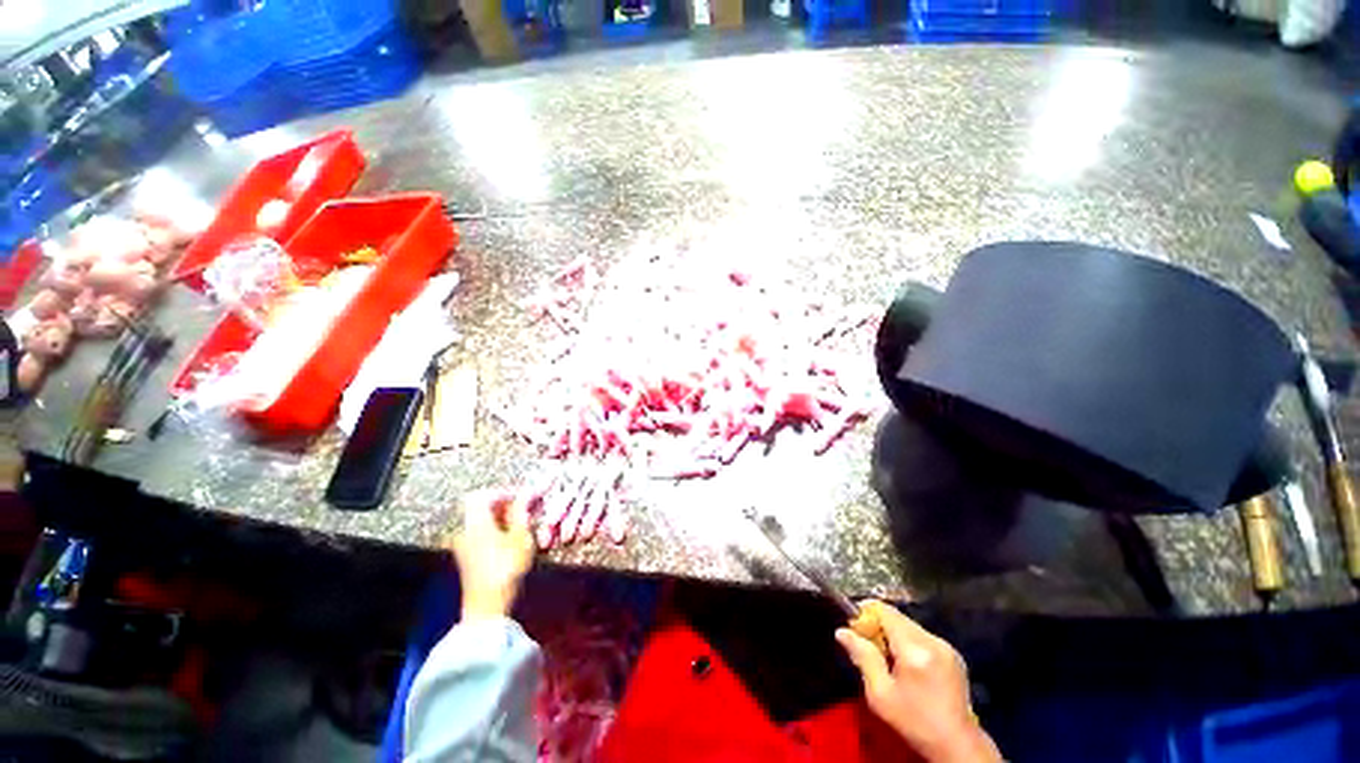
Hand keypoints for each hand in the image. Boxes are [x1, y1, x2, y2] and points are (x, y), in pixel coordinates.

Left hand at [451, 489, 537, 621]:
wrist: (487, 607)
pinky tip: (511, 538)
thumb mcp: (520, 537)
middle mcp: (464, 530)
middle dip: (503, 504)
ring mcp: (462, 544)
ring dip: (500, 517)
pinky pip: (478, 532)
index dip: (504, 492)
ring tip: (522, 524)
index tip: (523, 498)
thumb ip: (521, 512)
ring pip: (480, 520)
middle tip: (525, 510)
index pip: (483, 495)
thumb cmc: (506, 569)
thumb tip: (528, 492)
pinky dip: (494, 528)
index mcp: (475, 522)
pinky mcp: (466, 556)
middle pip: (479, 506)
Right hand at [836, 601, 1000, 762]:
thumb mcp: (880, 694)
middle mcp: (933, 640)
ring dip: (893, 636)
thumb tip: (842, 631)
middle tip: (868, 649)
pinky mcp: (953, 655)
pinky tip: (906, 667)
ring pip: (909, 626)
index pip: (884, 610)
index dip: (865, 614)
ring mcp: (946, 647)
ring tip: (887, 661)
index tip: (854, 630)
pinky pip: (922, 637)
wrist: (958, 746)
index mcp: (915, 648)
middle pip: (897, 617)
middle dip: (878, 626)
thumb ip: (862, 657)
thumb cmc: (915, 722)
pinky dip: (908, 644)